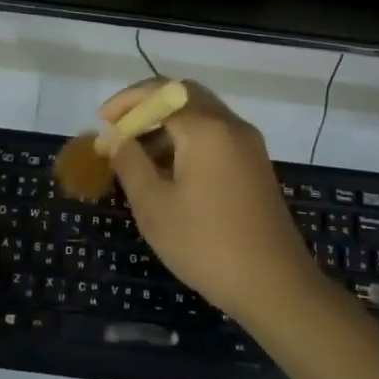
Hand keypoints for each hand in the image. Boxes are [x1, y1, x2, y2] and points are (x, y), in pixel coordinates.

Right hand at [99, 79, 316, 322]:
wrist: (275, 286)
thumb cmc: (206, 245)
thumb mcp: (154, 206)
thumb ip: (130, 163)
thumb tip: (115, 138)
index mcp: (206, 129)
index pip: (160, 93)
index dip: (127, 102)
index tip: (102, 122)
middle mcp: (231, 125)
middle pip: (184, 95)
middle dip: (148, 106)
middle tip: (120, 128)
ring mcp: (248, 145)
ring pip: (201, 114)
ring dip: (167, 123)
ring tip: (136, 153)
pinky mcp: (255, 165)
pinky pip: (216, 135)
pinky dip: (188, 139)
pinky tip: (167, 170)